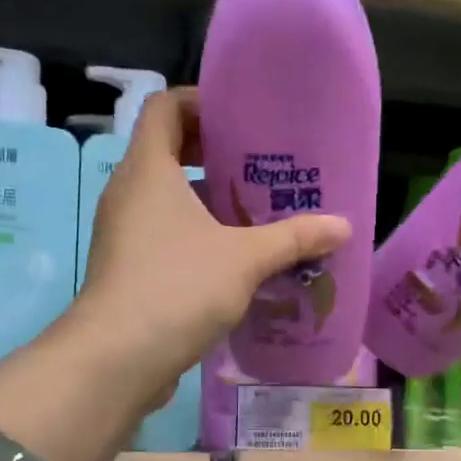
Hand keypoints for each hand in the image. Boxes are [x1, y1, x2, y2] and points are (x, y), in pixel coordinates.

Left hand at [74, 87, 349, 404]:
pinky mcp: (128, 270)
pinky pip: (164, 236)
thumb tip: (343, 226)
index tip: (242, 119)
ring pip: (169, 200)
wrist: (117, 359)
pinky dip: (197, 237)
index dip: (200, 102)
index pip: (165, 107)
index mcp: (148, 169)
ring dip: (210, 203)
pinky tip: (236, 261)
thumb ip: (294, 238)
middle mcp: (128, 193)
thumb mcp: (245, 259)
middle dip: (216, 156)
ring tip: (258, 215)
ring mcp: (124, 233)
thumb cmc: (177, 287)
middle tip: (263, 169)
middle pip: (169, 152)